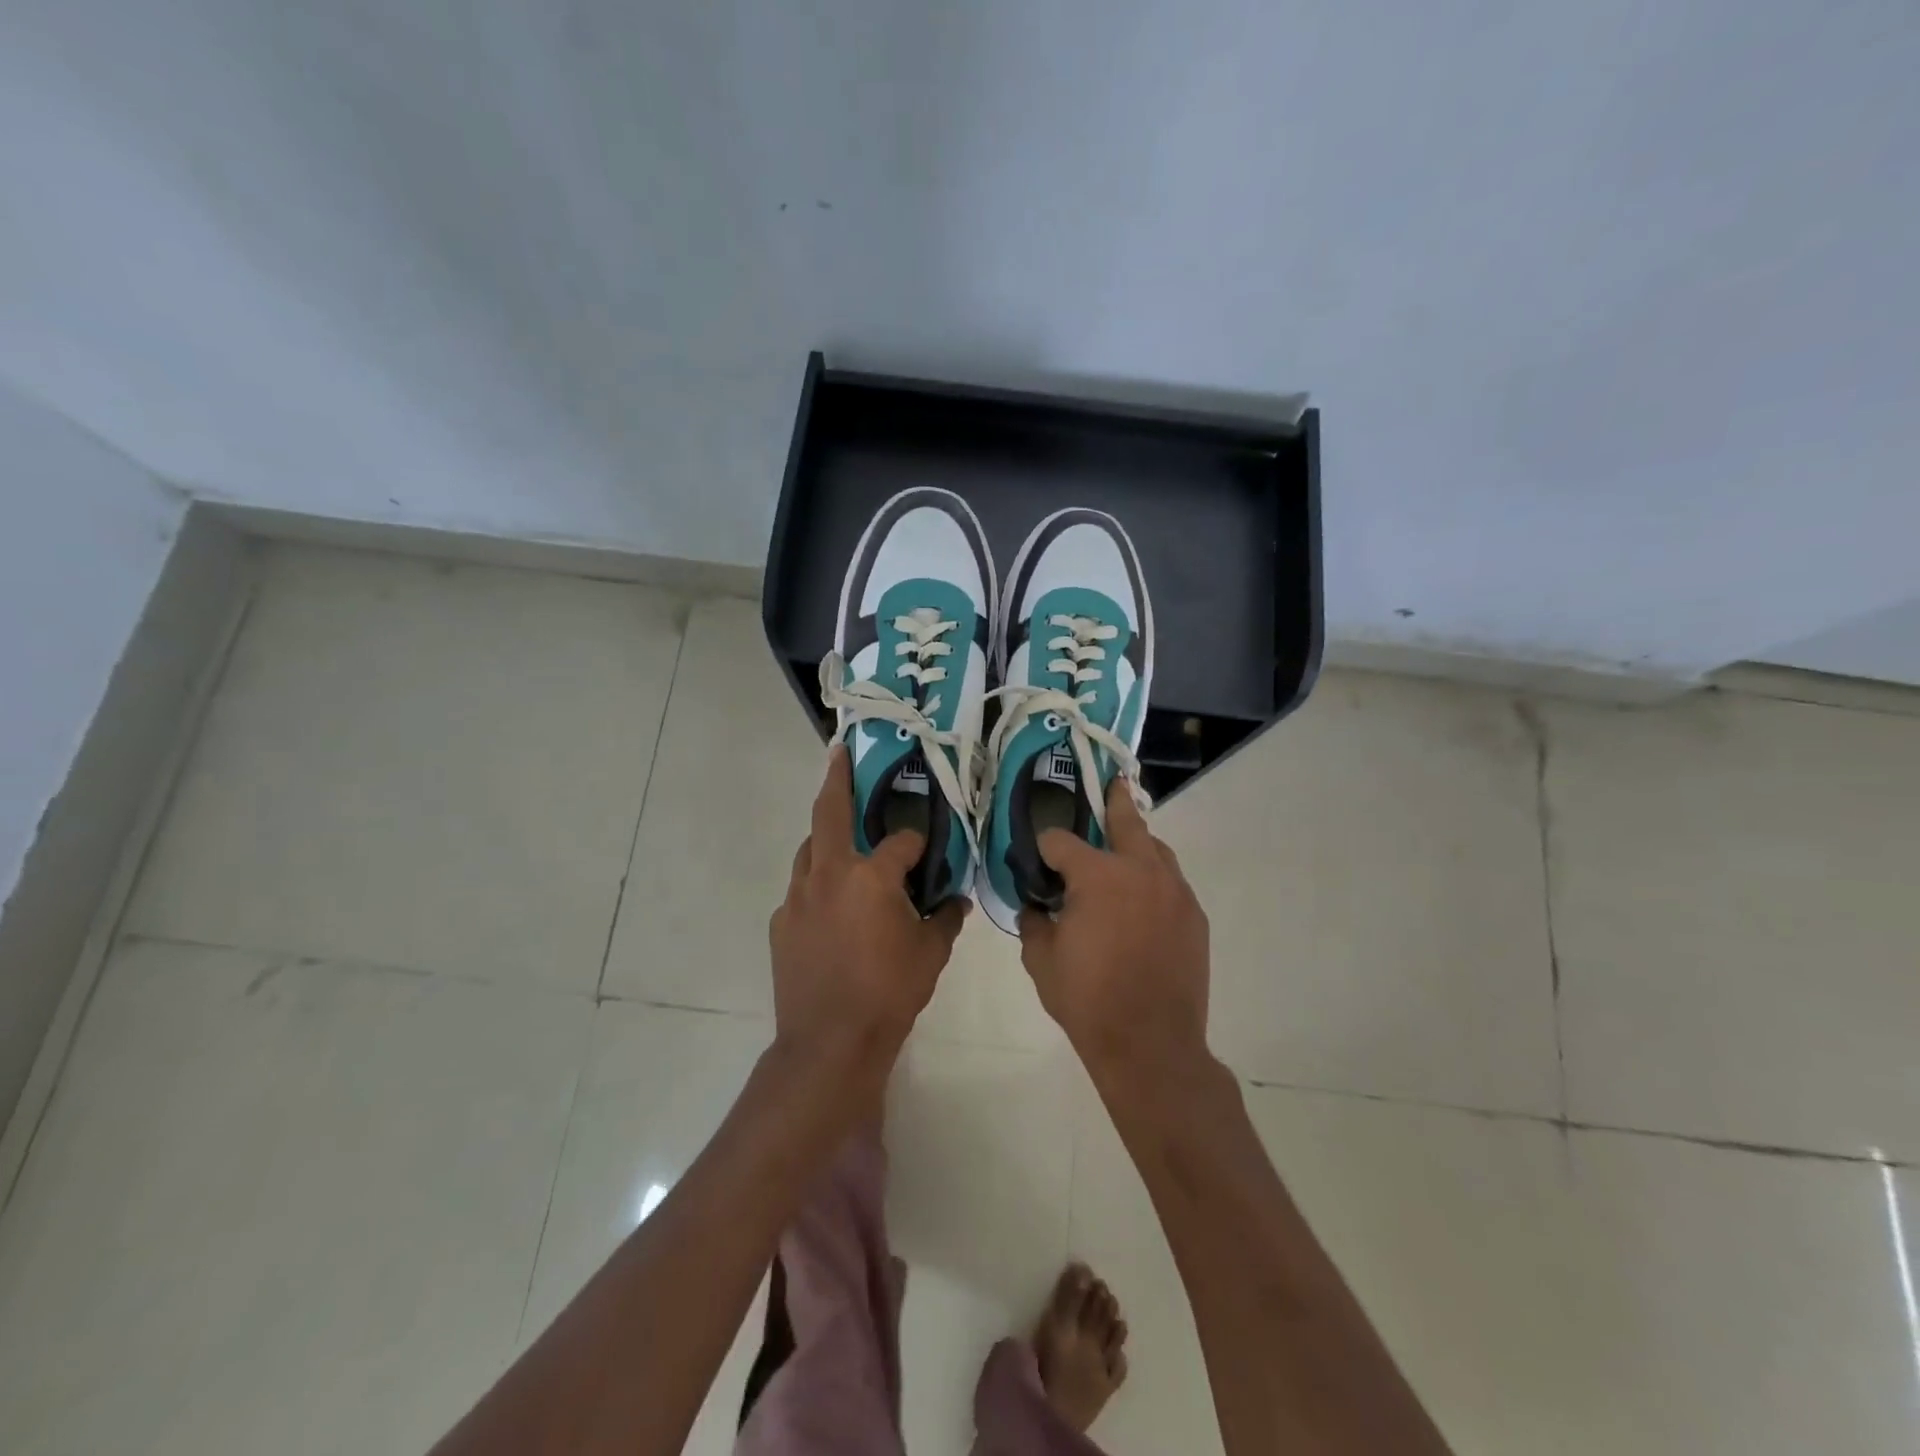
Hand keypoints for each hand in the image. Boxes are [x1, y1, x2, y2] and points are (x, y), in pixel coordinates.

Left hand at [769, 745, 967, 1086]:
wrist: (830, 1043)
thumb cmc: (889, 993)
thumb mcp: (931, 954)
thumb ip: (946, 918)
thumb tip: (957, 900)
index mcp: (871, 876)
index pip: (901, 842)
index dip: (918, 842)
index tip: (928, 848)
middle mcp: (829, 874)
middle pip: (829, 813)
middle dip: (837, 779)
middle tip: (840, 754)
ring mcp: (798, 897)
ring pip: (809, 850)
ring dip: (825, 837)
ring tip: (841, 839)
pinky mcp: (781, 922)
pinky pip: (800, 891)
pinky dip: (816, 886)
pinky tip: (830, 907)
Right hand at [1018, 778, 1210, 1080]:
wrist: (1151, 1045)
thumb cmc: (1087, 1000)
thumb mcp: (1041, 960)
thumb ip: (1033, 922)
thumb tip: (1035, 904)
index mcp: (1097, 875)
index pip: (1061, 841)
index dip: (1044, 847)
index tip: (1037, 859)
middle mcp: (1140, 870)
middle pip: (1126, 820)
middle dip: (1113, 800)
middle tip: (1110, 784)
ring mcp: (1174, 891)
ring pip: (1156, 849)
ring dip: (1137, 842)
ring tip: (1123, 848)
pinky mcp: (1194, 915)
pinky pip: (1172, 882)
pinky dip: (1154, 879)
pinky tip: (1142, 900)